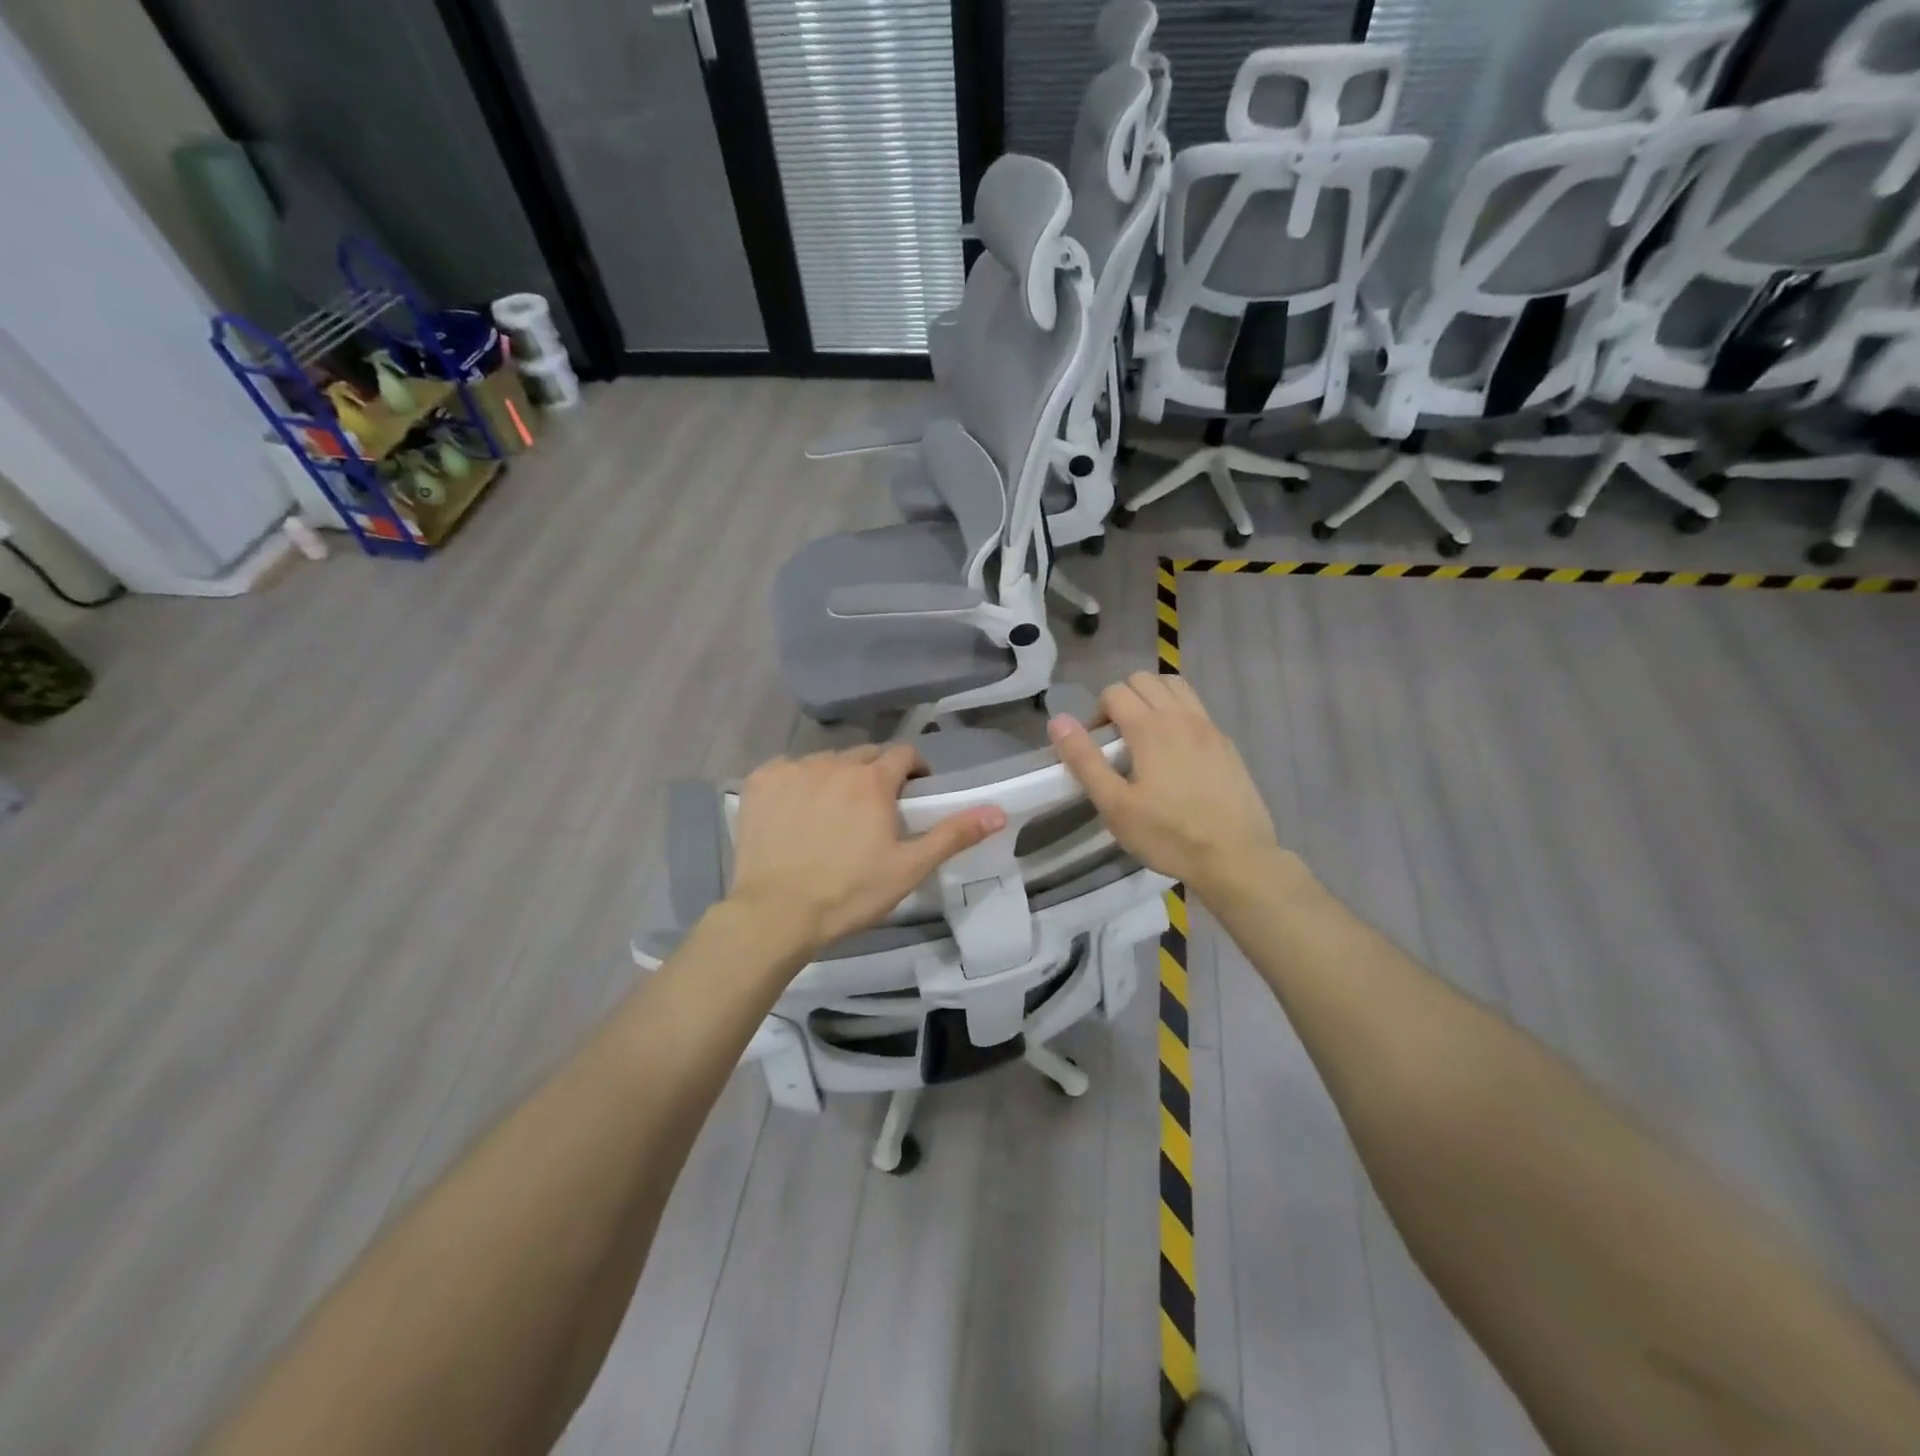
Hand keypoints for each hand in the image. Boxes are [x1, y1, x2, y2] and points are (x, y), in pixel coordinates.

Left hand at [726, 744, 1005, 955]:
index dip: (913, 770)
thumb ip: (953, 835)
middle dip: (875, 774)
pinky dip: (796, 782)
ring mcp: (793, 770)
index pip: (903, 754)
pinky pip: (787, 769)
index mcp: (872, 779)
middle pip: (864, 756)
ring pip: (825, 761)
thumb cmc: (849, 893)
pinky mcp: (761, 782)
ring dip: (836, 777)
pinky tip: (795, 811)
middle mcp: (834, 763)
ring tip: (833, 812)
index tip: (912, 792)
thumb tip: (998, 812)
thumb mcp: (909, 868)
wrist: (776, 914)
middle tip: (874, 809)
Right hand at [1048, 672, 1279, 896]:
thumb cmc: (1168, 835)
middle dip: (1122, 699)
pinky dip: (1178, 712)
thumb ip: (1084, 761)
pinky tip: (1175, 751)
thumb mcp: (1115, 806)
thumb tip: (1058, 721)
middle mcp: (1181, 716)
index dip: (1096, 714)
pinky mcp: (1226, 744)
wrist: (1235, 857)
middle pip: (1144, 680)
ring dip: (1152, 698)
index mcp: (1150, 728)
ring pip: (1175, 686)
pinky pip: (1196, 708)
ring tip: (1144, 735)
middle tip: (1117, 739)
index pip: (1114, 692)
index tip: (1096, 748)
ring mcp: (1208, 727)